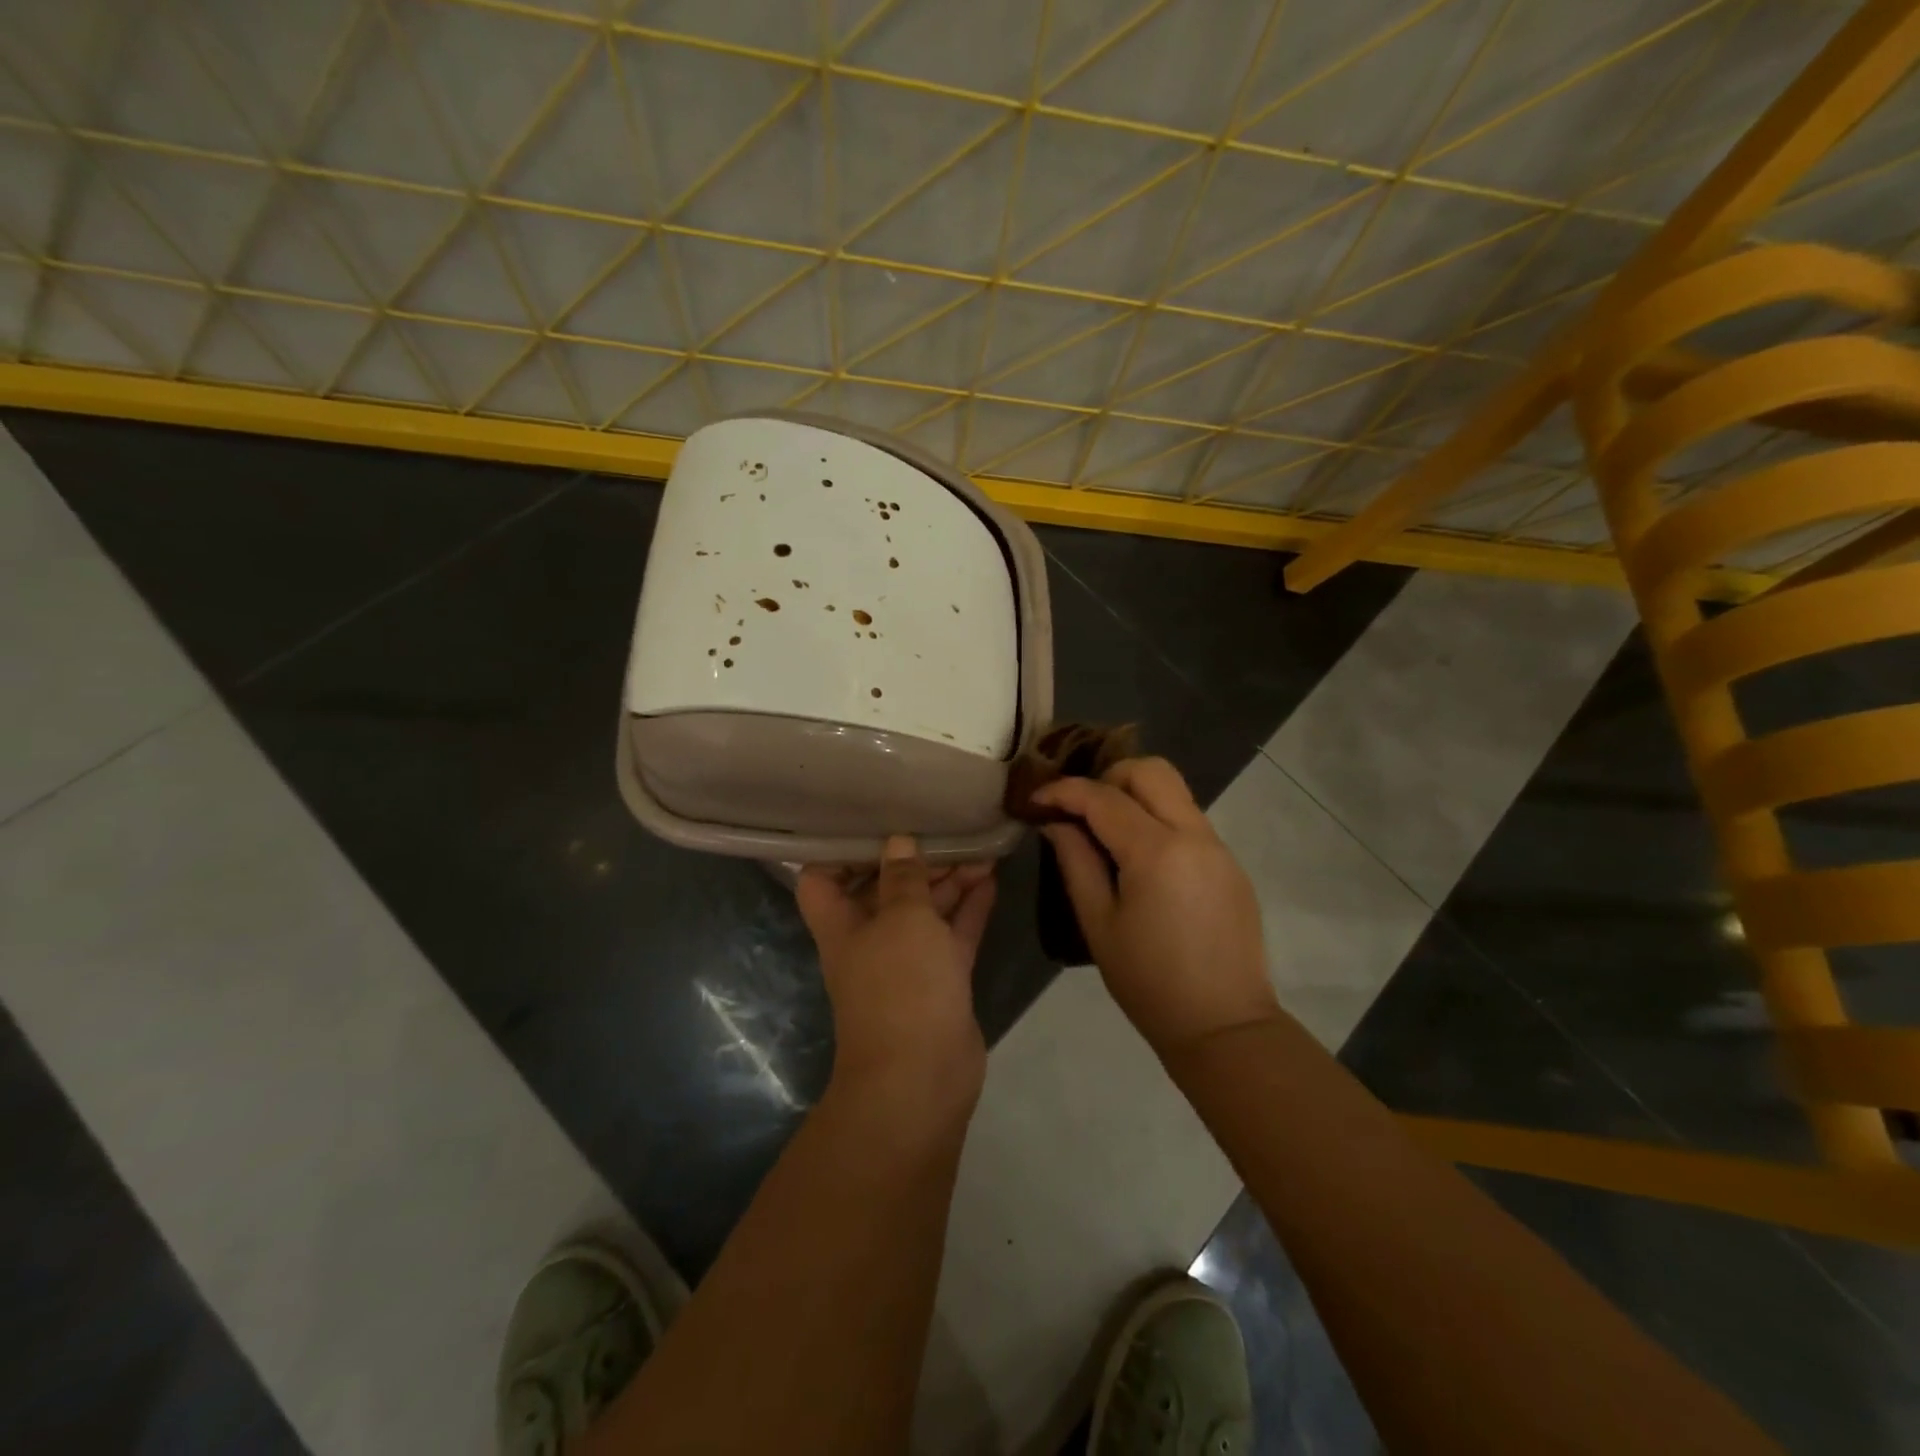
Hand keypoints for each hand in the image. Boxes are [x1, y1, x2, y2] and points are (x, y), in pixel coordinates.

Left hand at [797, 838, 996, 1110]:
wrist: (923, 1078)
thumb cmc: (901, 985)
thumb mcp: (903, 918)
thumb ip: (904, 878)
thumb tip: (899, 842)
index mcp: (842, 924)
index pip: (823, 878)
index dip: (842, 851)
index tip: (876, 823)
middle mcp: (869, 940)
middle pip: (885, 890)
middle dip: (915, 862)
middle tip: (950, 831)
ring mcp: (906, 963)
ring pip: (925, 912)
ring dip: (949, 882)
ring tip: (981, 849)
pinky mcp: (940, 981)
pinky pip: (952, 935)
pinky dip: (969, 909)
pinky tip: (991, 880)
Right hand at [1034, 758, 1278, 1056]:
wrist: (1224, 1027)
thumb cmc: (1149, 982)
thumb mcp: (1098, 923)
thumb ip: (1076, 862)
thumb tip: (1057, 823)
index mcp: (1156, 852)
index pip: (1103, 797)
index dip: (1063, 791)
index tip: (1036, 799)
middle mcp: (1194, 835)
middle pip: (1150, 771)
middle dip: (1108, 777)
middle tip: (1081, 810)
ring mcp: (1219, 847)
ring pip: (1174, 791)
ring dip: (1135, 796)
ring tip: (1106, 832)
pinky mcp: (1231, 864)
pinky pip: (1189, 820)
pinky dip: (1158, 820)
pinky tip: (1140, 860)